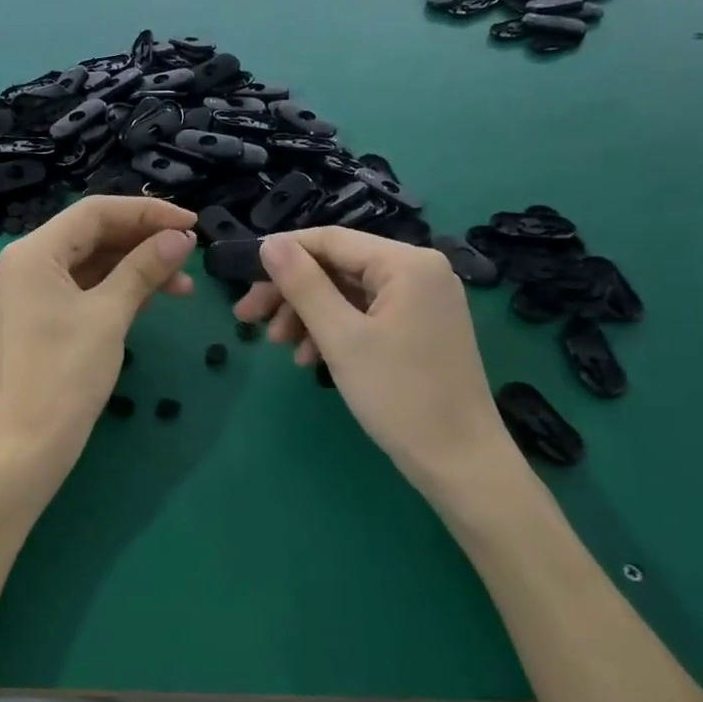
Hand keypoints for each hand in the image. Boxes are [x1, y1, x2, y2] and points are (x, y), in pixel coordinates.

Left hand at [0, 196, 196, 464]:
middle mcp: (28, 262)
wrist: (31, 443)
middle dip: (144, 240)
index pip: (95, 212)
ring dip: (137, 267)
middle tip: (190, 251)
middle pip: (93, 234)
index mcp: (34, 251)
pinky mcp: (45, 316)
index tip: (191, 223)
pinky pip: (87, 288)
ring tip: (184, 285)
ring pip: (94, 262)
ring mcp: (35, 291)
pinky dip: (120, 289)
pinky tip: (156, 297)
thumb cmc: (67, 373)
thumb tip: (181, 237)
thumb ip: (144, 268)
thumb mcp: (110, 315)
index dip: (146, 212)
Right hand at [234, 229, 516, 496]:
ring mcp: (423, 301)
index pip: (330, 240)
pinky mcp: (420, 328)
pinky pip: (366, 315)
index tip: (241, 279)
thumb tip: (269, 244)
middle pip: (337, 267)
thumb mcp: (341, 337)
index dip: (282, 254)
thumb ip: (302, 285)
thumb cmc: (399, 395)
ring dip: (308, 315)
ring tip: (280, 346)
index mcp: (406, 263)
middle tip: (247, 318)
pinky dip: (334, 331)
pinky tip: (311, 358)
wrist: (460, 462)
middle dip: (291, 292)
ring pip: (348, 293)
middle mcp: (419, 271)